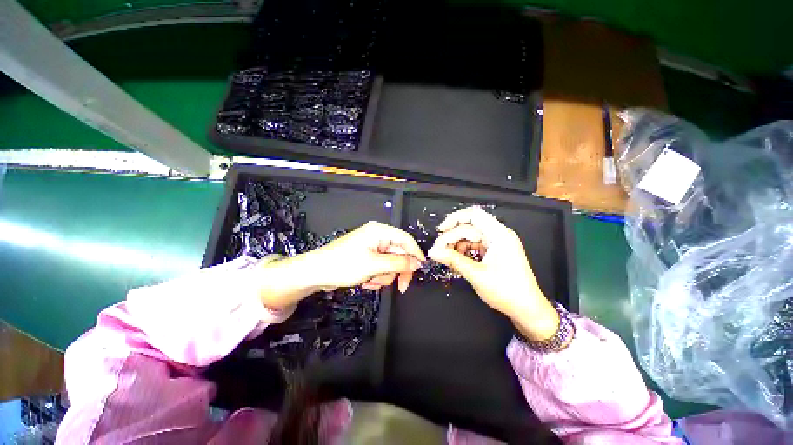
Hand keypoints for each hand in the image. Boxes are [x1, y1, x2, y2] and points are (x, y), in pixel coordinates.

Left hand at [257, 221, 424, 309]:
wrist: (316, 273)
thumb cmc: (343, 265)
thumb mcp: (374, 265)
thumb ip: (399, 263)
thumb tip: (417, 263)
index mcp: (380, 231)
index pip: (406, 239)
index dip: (416, 254)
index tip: (421, 270)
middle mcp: (377, 237)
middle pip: (399, 254)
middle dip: (395, 271)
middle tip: (400, 287)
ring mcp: (372, 248)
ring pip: (390, 264)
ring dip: (383, 276)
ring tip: (370, 280)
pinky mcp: (367, 258)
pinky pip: (380, 268)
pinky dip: (376, 277)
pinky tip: (365, 280)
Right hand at [427, 206, 558, 340]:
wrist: (527, 310)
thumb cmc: (506, 292)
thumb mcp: (477, 275)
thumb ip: (453, 260)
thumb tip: (433, 252)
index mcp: (499, 235)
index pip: (474, 215)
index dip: (454, 219)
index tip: (440, 231)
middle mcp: (499, 235)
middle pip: (469, 226)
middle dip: (452, 236)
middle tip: (438, 250)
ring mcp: (497, 243)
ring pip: (470, 236)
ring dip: (456, 245)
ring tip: (446, 257)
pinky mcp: (494, 252)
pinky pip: (474, 245)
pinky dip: (463, 251)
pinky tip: (456, 260)